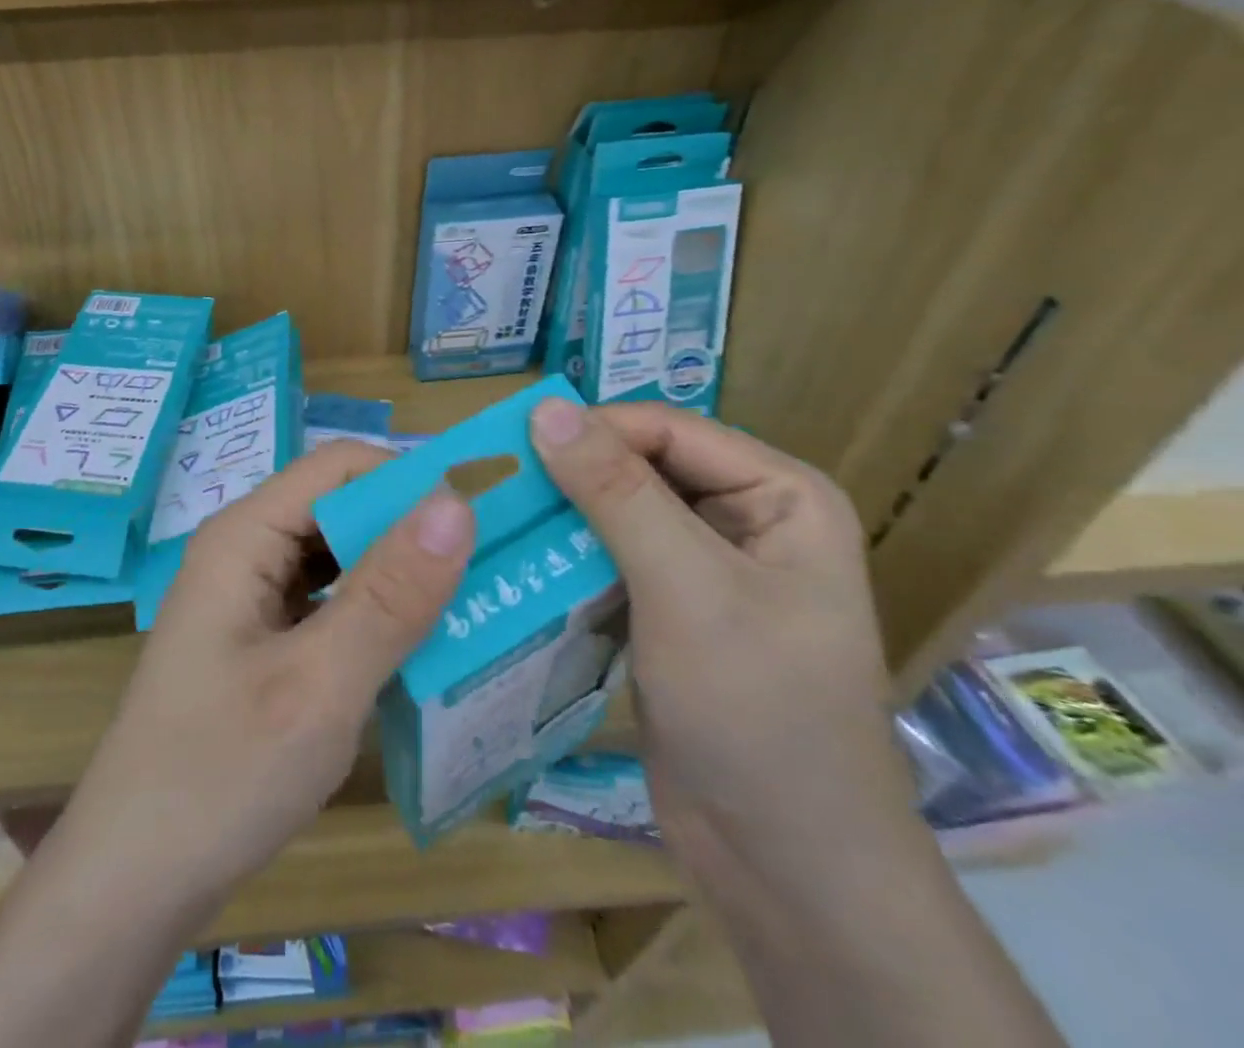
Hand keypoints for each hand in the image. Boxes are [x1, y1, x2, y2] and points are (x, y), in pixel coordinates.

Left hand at [49, 442, 475, 925]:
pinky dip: (374, 617)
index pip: (340, 466)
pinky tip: (420, 649)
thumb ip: (389, 594)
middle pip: (339, 509)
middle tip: (496, 567)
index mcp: (245, 535)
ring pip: (338, 559)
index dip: (410, 479)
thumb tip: (456, 502)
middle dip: (412, 531)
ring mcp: (250, 599)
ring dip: (399, 577)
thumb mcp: (320, 685)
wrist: (133, 881)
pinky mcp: (260, 642)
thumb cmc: (220, 775)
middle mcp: (245, 551)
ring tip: (475, 603)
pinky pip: (327, 606)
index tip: (486, 516)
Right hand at [528, 398, 923, 892]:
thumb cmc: (757, 712)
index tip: (510, 446)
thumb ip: (616, 491)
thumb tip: (545, 408)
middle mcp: (745, 520)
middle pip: (640, 467)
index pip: (668, 429)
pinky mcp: (669, 611)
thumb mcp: (686, 587)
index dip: (592, 429)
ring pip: (617, 513)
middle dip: (571, 473)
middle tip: (491, 483)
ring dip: (561, 515)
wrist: (785, 867)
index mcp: (779, 496)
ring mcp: (705, 569)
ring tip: (490, 516)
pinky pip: (610, 560)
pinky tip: (516, 561)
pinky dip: (566, 557)